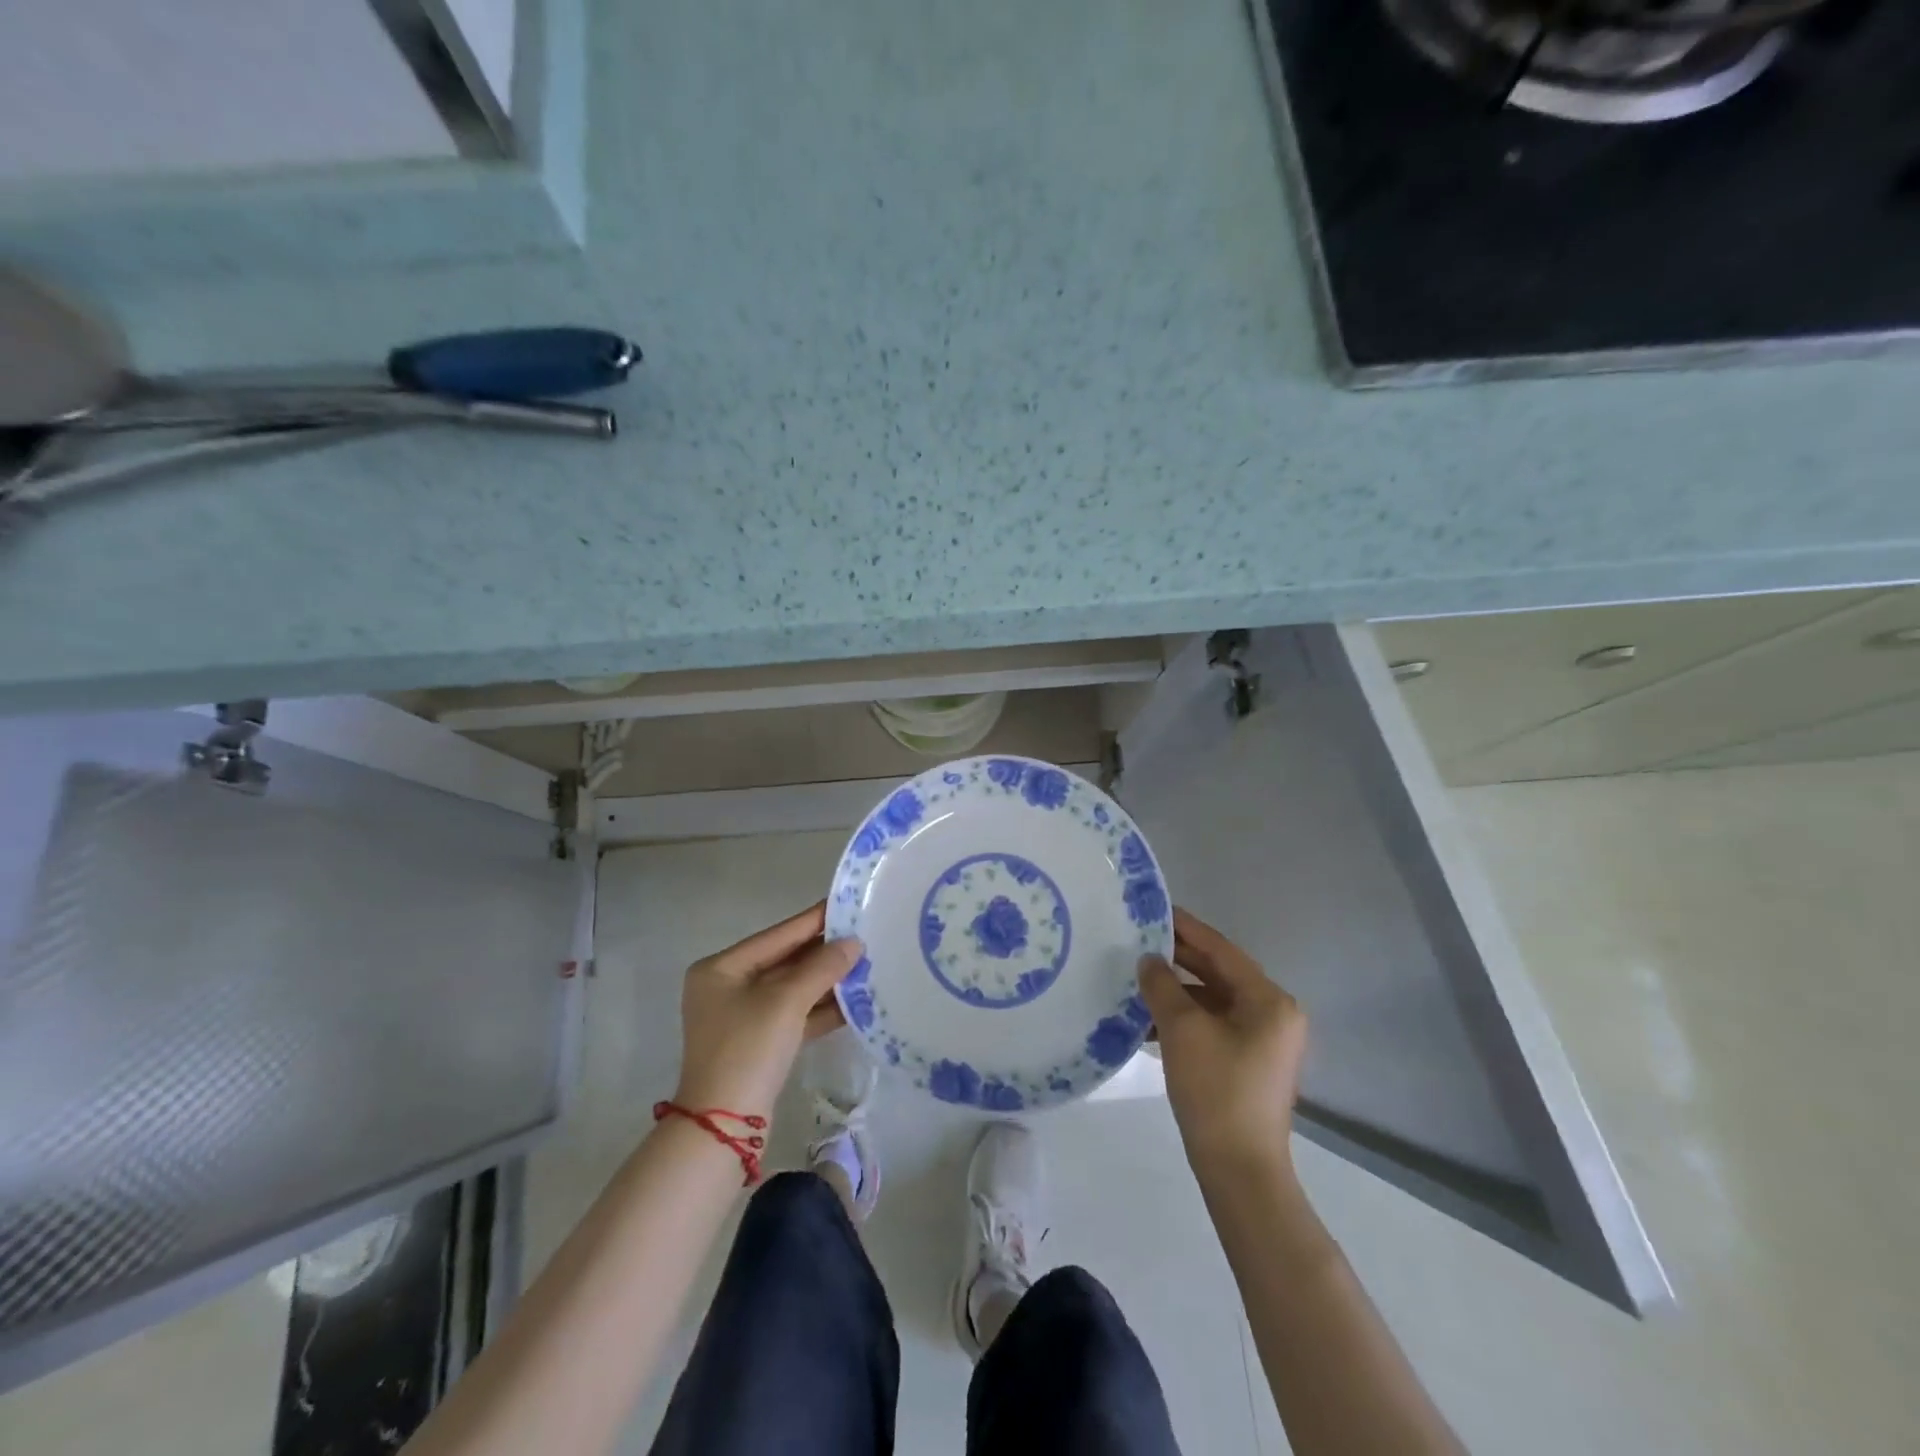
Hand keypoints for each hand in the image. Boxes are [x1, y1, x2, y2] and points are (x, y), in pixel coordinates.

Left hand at [672, 902, 860, 1119]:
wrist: (724, 1127)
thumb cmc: (747, 1049)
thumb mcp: (786, 1002)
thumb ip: (822, 967)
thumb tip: (854, 943)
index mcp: (721, 969)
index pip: (777, 935)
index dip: (814, 920)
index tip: (847, 903)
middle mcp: (728, 987)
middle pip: (786, 961)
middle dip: (824, 952)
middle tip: (865, 933)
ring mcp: (743, 1017)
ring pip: (793, 989)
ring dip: (827, 981)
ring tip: (867, 964)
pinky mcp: (760, 1043)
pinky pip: (795, 1014)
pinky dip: (820, 1008)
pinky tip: (854, 1000)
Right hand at [1140, 907, 1307, 1178]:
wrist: (1239, 1170)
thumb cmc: (1216, 1091)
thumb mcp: (1182, 1029)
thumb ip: (1162, 985)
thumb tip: (1149, 960)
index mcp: (1269, 1001)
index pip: (1221, 950)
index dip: (1186, 928)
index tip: (1154, 909)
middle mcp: (1274, 1015)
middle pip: (1219, 973)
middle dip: (1179, 959)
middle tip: (1139, 940)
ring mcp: (1263, 1042)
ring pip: (1214, 1001)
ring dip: (1178, 991)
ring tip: (1137, 979)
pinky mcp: (1248, 1064)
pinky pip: (1214, 1025)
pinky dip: (1185, 1019)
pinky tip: (1150, 1019)